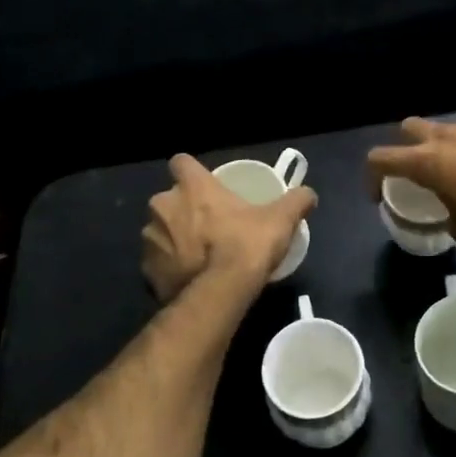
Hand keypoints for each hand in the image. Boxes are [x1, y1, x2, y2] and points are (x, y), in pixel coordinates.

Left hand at [141, 154, 316, 301]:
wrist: (220, 294)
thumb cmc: (246, 245)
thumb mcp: (279, 220)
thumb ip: (296, 201)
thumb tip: (309, 193)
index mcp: (192, 186)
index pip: (181, 162)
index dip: (192, 172)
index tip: (206, 185)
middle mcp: (163, 206)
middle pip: (170, 199)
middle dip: (183, 209)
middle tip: (209, 225)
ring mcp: (150, 239)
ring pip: (160, 230)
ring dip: (174, 238)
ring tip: (198, 255)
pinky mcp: (146, 270)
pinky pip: (157, 262)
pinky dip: (169, 266)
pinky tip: (188, 277)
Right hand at [365, 118, 455, 246]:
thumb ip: (449, 219)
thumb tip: (452, 219)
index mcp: (425, 161)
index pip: (379, 158)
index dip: (372, 176)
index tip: (379, 194)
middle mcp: (444, 137)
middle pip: (409, 127)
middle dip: (408, 145)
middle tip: (420, 169)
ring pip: (449, 129)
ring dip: (448, 147)